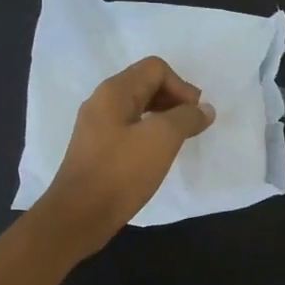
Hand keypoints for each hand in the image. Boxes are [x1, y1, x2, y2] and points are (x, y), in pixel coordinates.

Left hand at [38, 56, 214, 255]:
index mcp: (114, 92)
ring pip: (137, 109)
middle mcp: (102, 102)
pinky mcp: (96, 150)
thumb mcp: (161, 140)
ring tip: (179, 141)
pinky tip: (157, 156)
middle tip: (192, 126)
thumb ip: (186, 118)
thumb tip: (204, 109)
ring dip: (163, 119)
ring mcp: (96, 127)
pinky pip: (128, 130)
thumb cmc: (121, 173)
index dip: (181, 87)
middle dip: (174, 100)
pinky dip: (148, 135)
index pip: (155, 68)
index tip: (195, 116)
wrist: (79, 215)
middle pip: (145, 85)